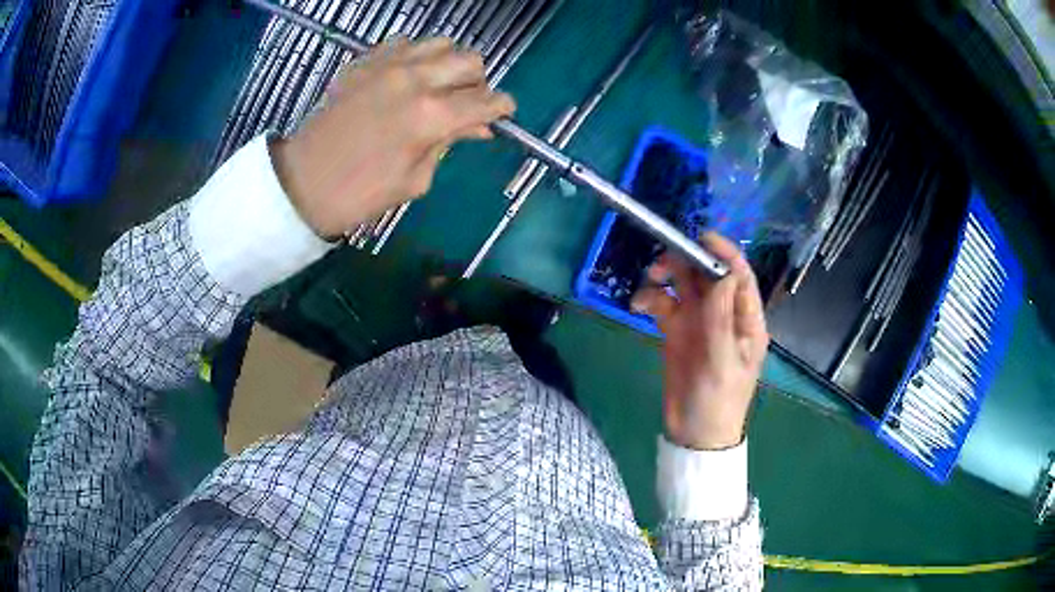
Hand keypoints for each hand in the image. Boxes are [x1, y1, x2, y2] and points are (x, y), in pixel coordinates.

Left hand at [272, 38, 515, 238]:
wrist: (302, 183)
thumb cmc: (360, 194)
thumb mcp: (416, 179)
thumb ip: (450, 144)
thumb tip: (478, 127)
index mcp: (431, 116)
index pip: (487, 101)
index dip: (502, 108)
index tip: (502, 115)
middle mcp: (415, 79)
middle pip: (470, 61)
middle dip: (478, 82)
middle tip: (467, 103)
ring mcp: (387, 65)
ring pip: (441, 43)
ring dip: (449, 63)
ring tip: (438, 86)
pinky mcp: (364, 62)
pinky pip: (405, 43)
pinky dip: (416, 57)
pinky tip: (407, 78)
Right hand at [632, 233, 768, 450]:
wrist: (695, 435)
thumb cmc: (719, 402)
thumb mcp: (723, 363)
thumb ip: (723, 318)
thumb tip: (725, 273)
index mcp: (745, 320)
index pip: (739, 276)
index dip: (724, 253)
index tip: (701, 237)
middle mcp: (723, 313)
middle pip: (707, 274)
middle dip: (685, 262)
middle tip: (660, 264)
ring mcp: (699, 321)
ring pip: (682, 284)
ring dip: (665, 277)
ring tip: (648, 283)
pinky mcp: (676, 331)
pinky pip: (663, 304)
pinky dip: (650, 298)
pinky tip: (639, 306)